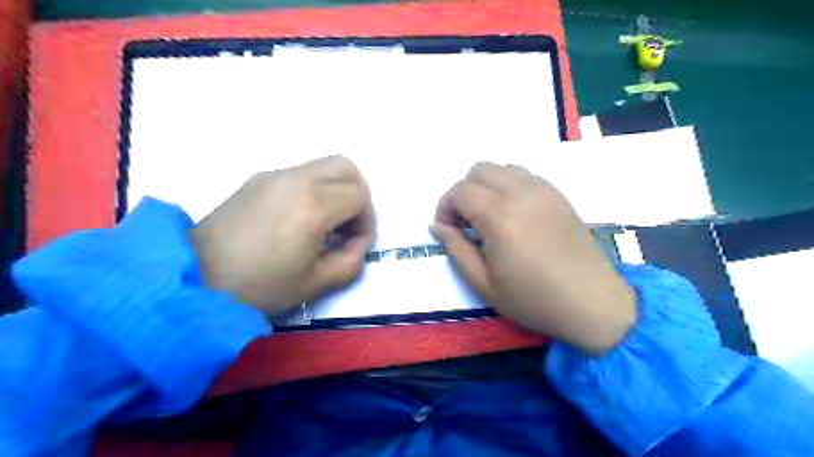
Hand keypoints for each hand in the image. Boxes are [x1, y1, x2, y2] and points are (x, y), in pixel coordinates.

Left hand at [191, 155, 373, 316]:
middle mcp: (295, 179)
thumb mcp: (316, 283)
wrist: (192, 280)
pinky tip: (298, 219)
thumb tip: (358, 243)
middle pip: (346, 167)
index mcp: (313, 206)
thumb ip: (351, 261)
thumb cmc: (258, 286)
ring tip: (324, 224)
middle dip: (358, 195)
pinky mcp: (257, 179)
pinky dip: (314, 189)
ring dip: (335, 190)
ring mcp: (273, 175)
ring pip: (323, 165)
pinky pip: (300, 173)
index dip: (367, 220)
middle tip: (348, 225)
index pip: (360, 195)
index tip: (355, 244)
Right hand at [432, 163, 634, 354]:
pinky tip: (512, 214)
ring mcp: (543, 190)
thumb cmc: (533, 299)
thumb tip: (437, 227)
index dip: (445, 207)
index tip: (447, 229)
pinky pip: (524, 176)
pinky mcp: (558, 194)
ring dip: (486, 186)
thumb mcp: (483, 283)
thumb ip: (455, 249)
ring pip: (502, 169)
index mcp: (499, 216)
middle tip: (465, 222)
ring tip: (488, 217)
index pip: (460, 191)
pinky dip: (508, 186)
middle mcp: (521, 192)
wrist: (591, 303)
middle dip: (463, 192)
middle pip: (479, 170)